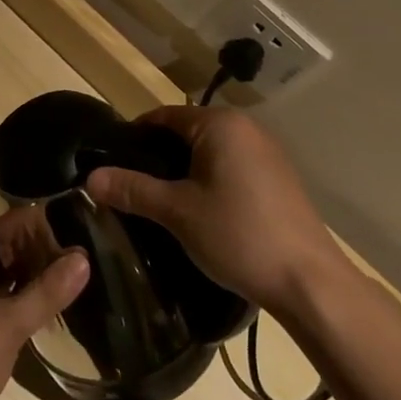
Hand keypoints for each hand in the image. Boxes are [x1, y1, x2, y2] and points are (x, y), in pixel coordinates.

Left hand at [0, 218, 88, 399]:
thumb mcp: (8, 325)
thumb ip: (45, 292)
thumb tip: (82, 259)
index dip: (23, 221)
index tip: (57, 223)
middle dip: (26, 250)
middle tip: (65, 253)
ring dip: (19, 277)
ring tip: (57, 279)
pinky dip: (10, 302)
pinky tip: (34, 315)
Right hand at [84, 106, 336, 313]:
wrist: (310, 283)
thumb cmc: (239, 235)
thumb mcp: (178, 213)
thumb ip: (133, 190)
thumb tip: (90, 178)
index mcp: (219, 124)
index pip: (164, 116)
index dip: (135, 137)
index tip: (113, 164)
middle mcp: (245, 127)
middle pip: (187, 132)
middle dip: (159, 157)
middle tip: (134, 189)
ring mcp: (267, 152)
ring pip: (210, 152)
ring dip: (186, 172)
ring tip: (163, 204)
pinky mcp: (279, 178)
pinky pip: (232, 167)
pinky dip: (211, 181)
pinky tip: (202, 213)